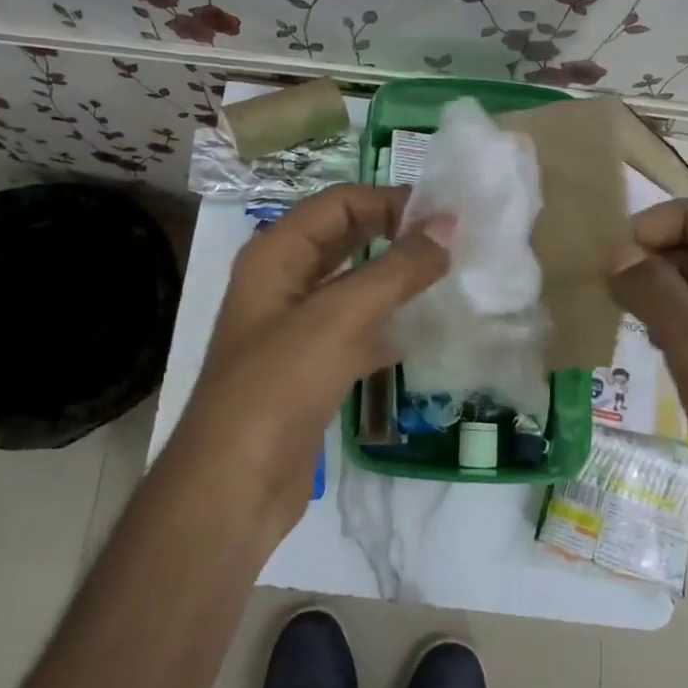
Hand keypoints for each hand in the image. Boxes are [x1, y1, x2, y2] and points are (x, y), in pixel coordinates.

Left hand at [177, 184, 450, 532]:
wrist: (234, 486)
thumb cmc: (279, 385)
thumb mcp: (340, 317)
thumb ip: (397, 268)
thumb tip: (448, 225)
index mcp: (276, 254)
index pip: (340, 203)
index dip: (390, 201)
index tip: (445, 216)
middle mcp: (282, 282)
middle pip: (345, 239)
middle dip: (395, 235)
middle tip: (454, 242)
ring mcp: (295, 328)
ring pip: (354, 287)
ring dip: (396, 280)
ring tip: (450, 279)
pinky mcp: (311, 368)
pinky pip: (357, 331)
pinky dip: (389, 326)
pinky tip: (426, 334)